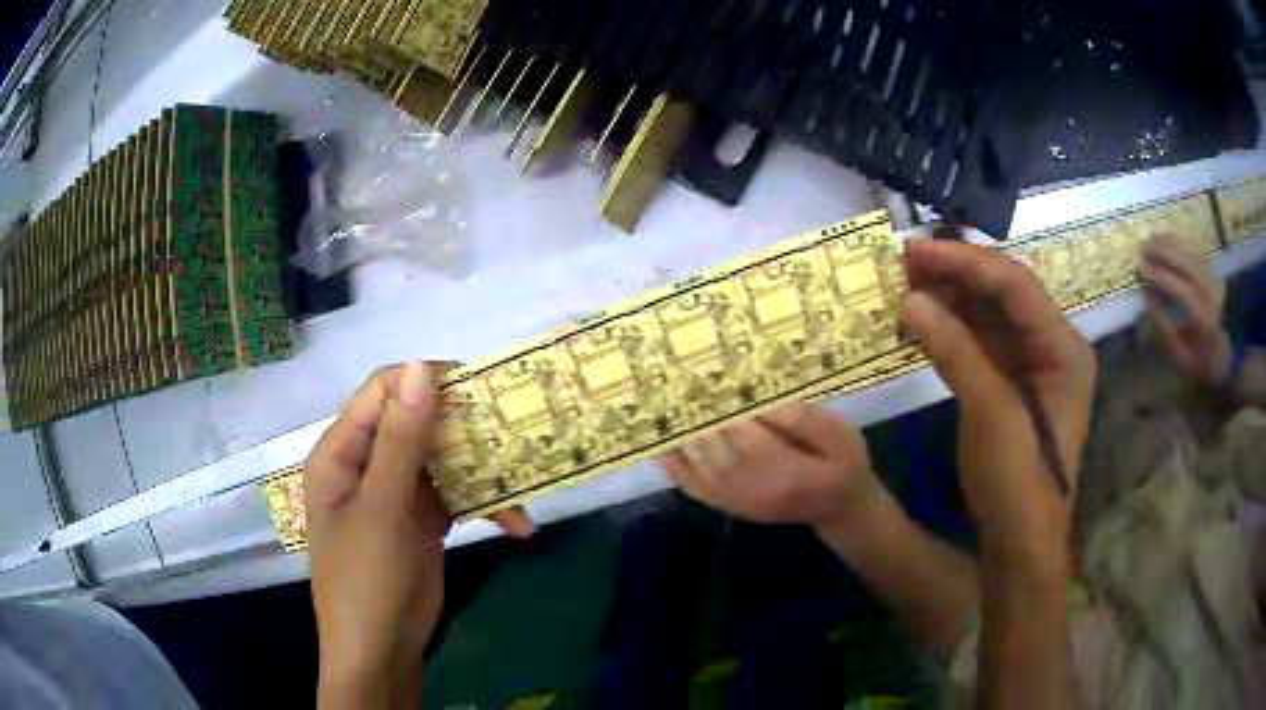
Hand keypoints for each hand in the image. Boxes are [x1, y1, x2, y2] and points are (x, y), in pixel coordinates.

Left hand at [305, 362, 533, 706]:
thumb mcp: (382, 509)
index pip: (383, 391)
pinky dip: (485, 505)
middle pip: (417, 421)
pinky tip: (516, 524)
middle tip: (514, 430)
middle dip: (464, 426)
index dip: (426, 381)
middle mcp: (367, 464)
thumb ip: (401, 440)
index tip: (479, 388)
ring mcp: (397, 493)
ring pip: (442, 458)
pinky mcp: (423, 520)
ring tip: (524, 479)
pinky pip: (456, 495)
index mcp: (343, 452)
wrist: (381, 653)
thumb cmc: (366, 580)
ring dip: (482, 468)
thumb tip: (421, 367)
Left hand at [661, 402, 880, 527]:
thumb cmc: (844, 466)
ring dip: (682, 435)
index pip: (745, 439)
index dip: (725, 410)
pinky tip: (662, 445)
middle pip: (714, 451)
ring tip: (670, 403)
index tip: (710, 377)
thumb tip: (771, 404)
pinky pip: (693, 487)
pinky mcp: (728, 504)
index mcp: (785, 472)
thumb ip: (807, 422)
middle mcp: (752, 488)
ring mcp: (736, 499)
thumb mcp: (842, 438)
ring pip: (698, 466)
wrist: (839, 508)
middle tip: (681, 382)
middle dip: (697, 416)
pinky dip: (674, 467)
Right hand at [901, 240, 1095, 566]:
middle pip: (1004, 292)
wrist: (1018, 542)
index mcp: (1063, 347)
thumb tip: (912, 300)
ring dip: (950, 296)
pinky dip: (949, 326)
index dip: (966, 262)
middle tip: (904, 261)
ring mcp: (1030, 363)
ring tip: (905, 281)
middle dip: (956, 273)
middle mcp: (1051, 345)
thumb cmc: (1017, 482)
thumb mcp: (992, 415)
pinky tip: (921, 317)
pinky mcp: (1008, 381)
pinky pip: (979, 340)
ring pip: (989, 313)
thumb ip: (957, 352)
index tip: (915, 251)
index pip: (1016, 285)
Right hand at [1138, 233, 1231, 384]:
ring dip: (1170, 243)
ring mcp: (1214, 280)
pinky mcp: (1213, 272)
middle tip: (1142, 248)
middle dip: (1164, 253)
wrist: (1225, 357)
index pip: (1183, 291)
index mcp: (1205, 321)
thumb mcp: (1180, 354)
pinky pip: (1195, 250)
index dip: (1161, 278)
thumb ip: (1164, 325)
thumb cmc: (1200, 361)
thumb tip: (1147, 293)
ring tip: (1150, 240)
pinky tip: (1166, 240)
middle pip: (1188, 264)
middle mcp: (1212, 295)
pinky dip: (1179, 242)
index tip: (1141, 270)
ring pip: (1191, 252)